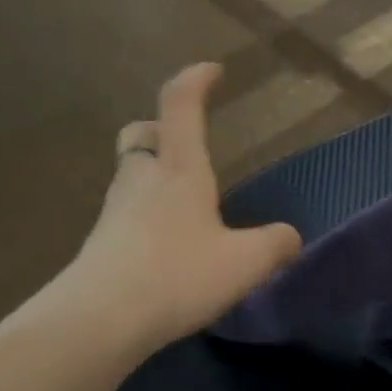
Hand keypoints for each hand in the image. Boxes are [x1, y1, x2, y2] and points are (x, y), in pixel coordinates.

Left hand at [67, 64, 301, 350]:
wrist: (100, 319)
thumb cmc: (177, 275)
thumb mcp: (244, 263)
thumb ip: (275, 245)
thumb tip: (291, 238)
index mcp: (179, 170)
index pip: (180, 105)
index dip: (195, 80)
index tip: (213, 70)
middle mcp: (141, 180)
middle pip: (142, 136)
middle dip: (162, 131)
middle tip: (187, 149)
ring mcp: (115, 211)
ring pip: (131, 175)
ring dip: (154, 177)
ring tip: (187, 207)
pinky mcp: (101, 244)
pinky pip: (126, 214)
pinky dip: (147, 217)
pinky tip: (168, 248)